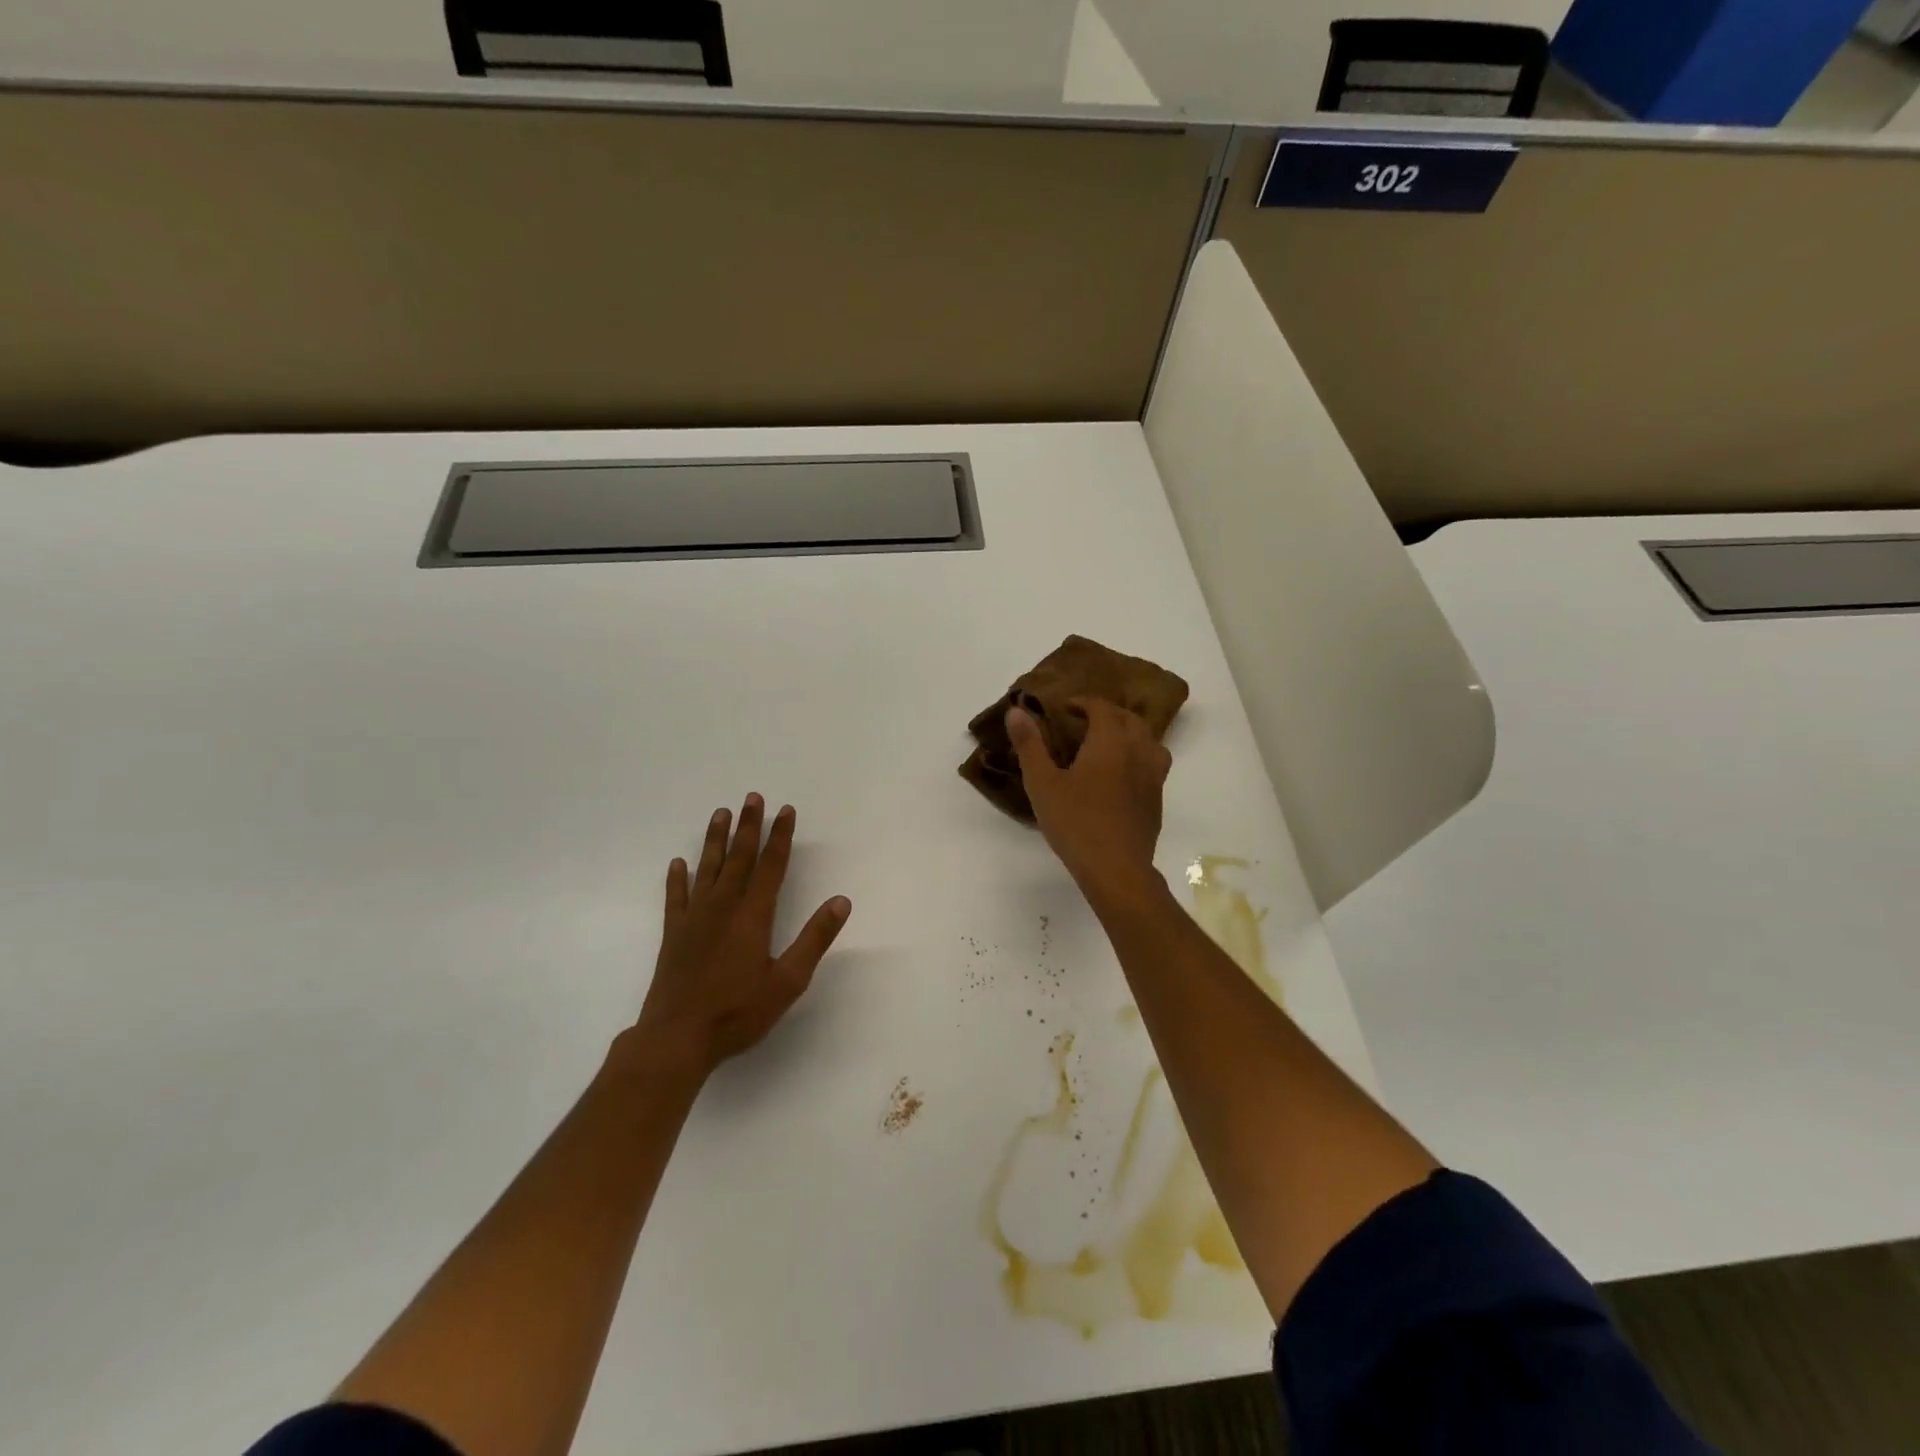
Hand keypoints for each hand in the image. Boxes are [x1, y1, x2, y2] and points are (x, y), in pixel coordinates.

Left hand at [626, 794, 851, 1080]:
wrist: (676, 1038)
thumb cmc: (738, 1012)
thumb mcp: (788, 981)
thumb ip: (814, 939)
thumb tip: (841, 901)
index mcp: (753, 916)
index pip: (771, 866)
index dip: (780, 837)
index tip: (786, 810)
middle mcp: (723, 907)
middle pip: (739, 858)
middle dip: (748, 826)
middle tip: (753, 797)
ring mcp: (694, 919)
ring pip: (707, 869)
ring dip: (715, 840)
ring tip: (720, 813)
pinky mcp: (673, 935)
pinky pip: (675, 897)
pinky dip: (677, 879)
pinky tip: (678, 864)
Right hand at [1007, 699, 1169, 897]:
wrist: (1116, 868)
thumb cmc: (1075, 822)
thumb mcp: (1042, 783)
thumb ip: (1030, 745)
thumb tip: (1016, 711)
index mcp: (1110, 742)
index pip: (1101, 707)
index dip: (1083, 702)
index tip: (1065, 708)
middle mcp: (1137, 751)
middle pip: (1129, 719)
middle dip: (1107, 713)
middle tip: (1084, 721)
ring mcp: (1153, 776)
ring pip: (1149, 740)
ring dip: (1129, 732)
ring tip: (1109, 742)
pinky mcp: (1157, 799)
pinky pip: (1154, 764)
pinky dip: (1139, 756)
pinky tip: (1122, 775)